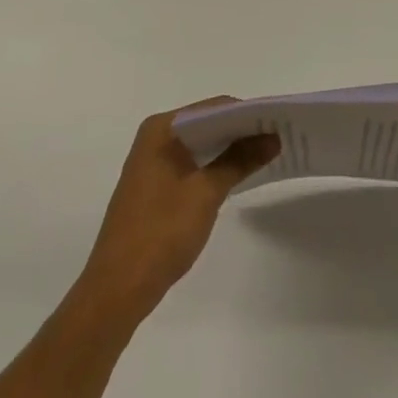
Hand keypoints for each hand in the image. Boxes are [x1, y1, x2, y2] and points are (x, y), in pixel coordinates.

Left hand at [74, 98, 279, 324]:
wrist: (118, 289)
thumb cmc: (161, 232)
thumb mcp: (206, 192)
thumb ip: (240, 160)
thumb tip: (274, 137)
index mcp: (162, 128)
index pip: (215, 108)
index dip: (248, 113)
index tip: (279, 121)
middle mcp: (155, 137)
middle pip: (208, 123)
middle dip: (242, 130)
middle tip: (279, 137)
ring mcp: (153, 162)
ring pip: (201, 145)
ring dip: (231, 149)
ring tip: (268, 153)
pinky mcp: (156, 186)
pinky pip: (193, 163)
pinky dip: (216, 166)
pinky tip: (240, 175)